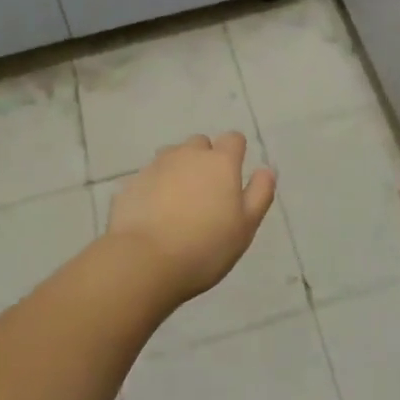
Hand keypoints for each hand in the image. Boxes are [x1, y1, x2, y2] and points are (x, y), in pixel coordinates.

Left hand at [106, 132, 276, 302]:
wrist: (144, 261)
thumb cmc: (205, 247)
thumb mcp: (245, 227)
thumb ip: (260, 194)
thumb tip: (266, 169)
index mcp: (220, 162)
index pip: (233, 139)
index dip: (236, 153)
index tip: (234, 175)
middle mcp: (188, 154)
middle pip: (200, 144)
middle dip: (205, 159)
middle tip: (206, 193)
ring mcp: (157, 166)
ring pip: (172, 156)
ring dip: (179, 169)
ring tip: (178, 201)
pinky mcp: (132, 182)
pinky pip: (150, 176)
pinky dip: (155, 187)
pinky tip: (154, 214)